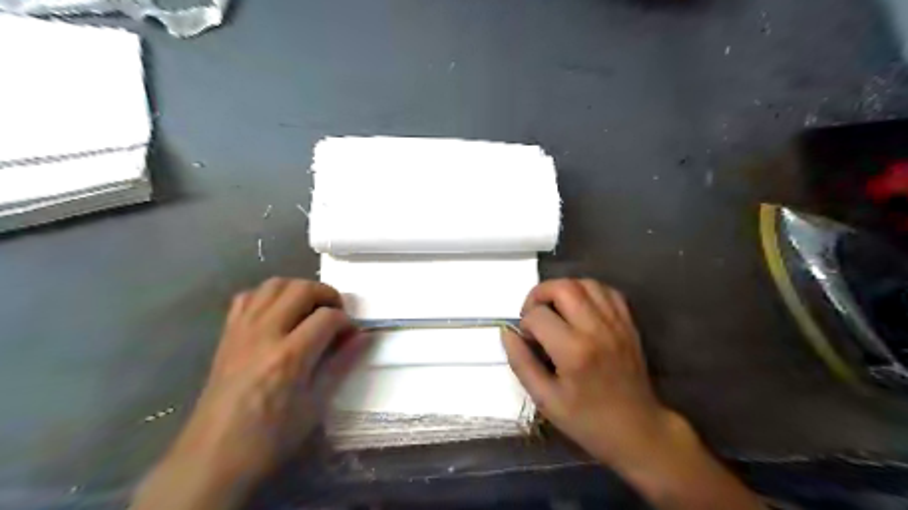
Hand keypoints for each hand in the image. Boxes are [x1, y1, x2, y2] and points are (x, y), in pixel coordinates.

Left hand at [132, 278, 363, 509]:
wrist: (213, 456)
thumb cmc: (271, 437)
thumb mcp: (315, 405)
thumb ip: (341, 364)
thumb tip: (363, 337)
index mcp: (289, 356)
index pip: (327, 317)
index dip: (346, 321)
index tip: (351, 335)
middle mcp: (264, 333)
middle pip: (301, 289)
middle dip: (327, 295)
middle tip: (335, 314)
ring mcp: (242, 330)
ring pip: (274, 285)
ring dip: (298, 289)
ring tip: (310, 309)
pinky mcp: (227, 334)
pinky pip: (247, 297)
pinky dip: (268, 296)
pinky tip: (278, 314)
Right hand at [499, 278, 677, 469]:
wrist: (637, 430)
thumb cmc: (587, 420)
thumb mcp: (545, 399)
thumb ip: (521, 363)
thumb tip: (507, 333)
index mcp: (574, 352)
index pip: (538, 315)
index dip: (525, 324)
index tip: (528, 341)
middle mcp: (597, 330)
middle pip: (563, 287)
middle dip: (539, 294)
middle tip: (534, 314)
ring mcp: (616, 324)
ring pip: (586, 283)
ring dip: (564, 289)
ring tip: (555, 309)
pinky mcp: (629, 324)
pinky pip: (607, 291)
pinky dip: (589, 292)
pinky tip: (580, 309)